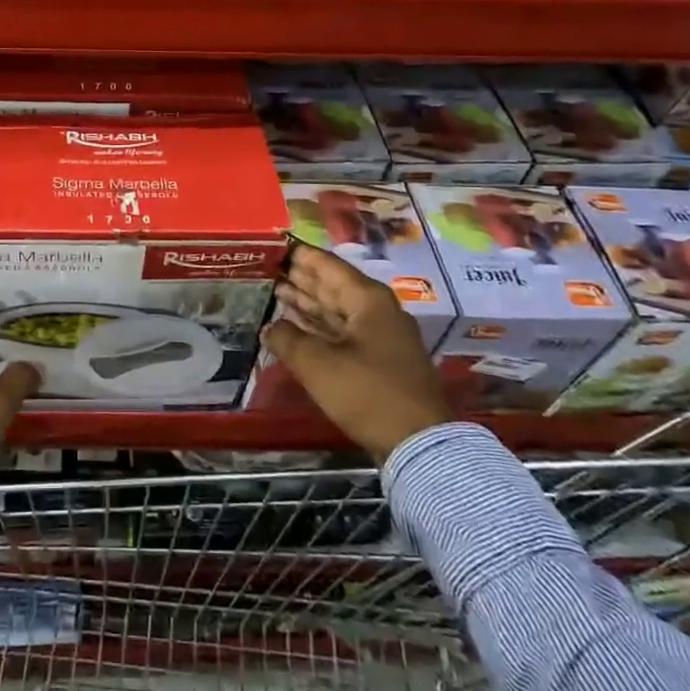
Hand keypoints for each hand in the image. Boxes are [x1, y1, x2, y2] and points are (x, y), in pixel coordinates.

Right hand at [264, 242, 450, 461]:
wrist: (420, 444)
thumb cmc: (367, 393)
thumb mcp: (318, 365)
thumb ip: (288, 339)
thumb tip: (270, 327)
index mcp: (367, 300)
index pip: (327, 265)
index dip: (300, 255)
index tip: (275, 246)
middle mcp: (377, 310)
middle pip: (333, 286)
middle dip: (302, 278)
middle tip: (270, 268)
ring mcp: (381, 336)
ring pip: (338, 310)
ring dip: (309, 302)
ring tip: (277, 292)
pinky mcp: (380, 361)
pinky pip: (343, 332)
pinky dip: (320, 327)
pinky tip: (298, 327)